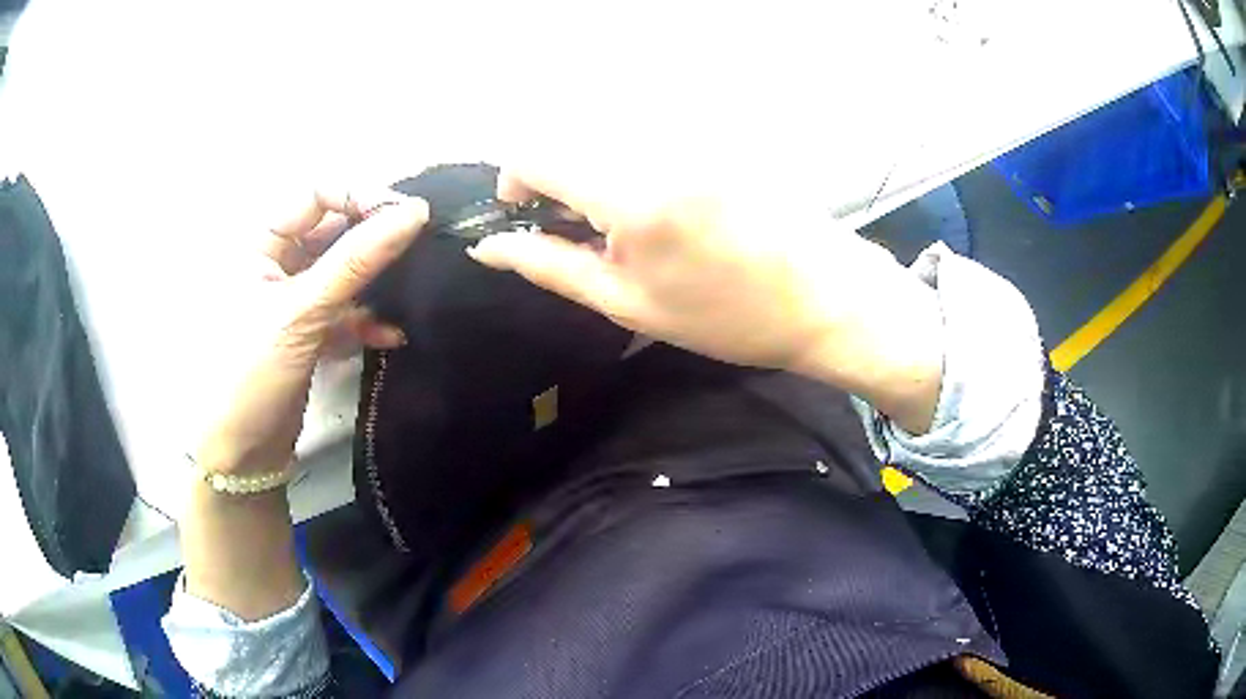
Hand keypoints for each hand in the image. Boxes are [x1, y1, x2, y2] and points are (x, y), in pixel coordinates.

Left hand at [197, 188, 428, 475]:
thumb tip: (414, 212)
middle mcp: (275, 263)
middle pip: (332, 231)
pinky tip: (389, 334)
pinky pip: (344, 310)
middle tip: (416, 250)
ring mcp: (292, 299)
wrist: (240, 456)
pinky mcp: (307, 331)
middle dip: (372, 240)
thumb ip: (356, 260)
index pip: (315, 194)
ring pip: (342, 272)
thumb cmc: (251, 375)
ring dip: (374, 283)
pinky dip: (367, 319)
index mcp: (258, 243)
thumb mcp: (301, 313)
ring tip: (408, 293)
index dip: (358, 196)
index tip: (405, 215)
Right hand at [468, 163, 943, 433]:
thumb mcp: (628, 304)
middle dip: (556, 177)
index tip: (525, 215)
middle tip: (581, 229)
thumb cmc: (727, 316)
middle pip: (570, 136)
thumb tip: (489, 246)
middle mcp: (658, 145)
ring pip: (608, 132)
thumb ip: (550, 266)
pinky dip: (633, 161)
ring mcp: (694, 133)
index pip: (537, 153)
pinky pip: (650, 132)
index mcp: (632, 193)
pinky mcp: (717, 131)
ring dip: (595, 168)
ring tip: (628, 221)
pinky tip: (665, 202)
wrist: (826, 297)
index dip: (515, 181)